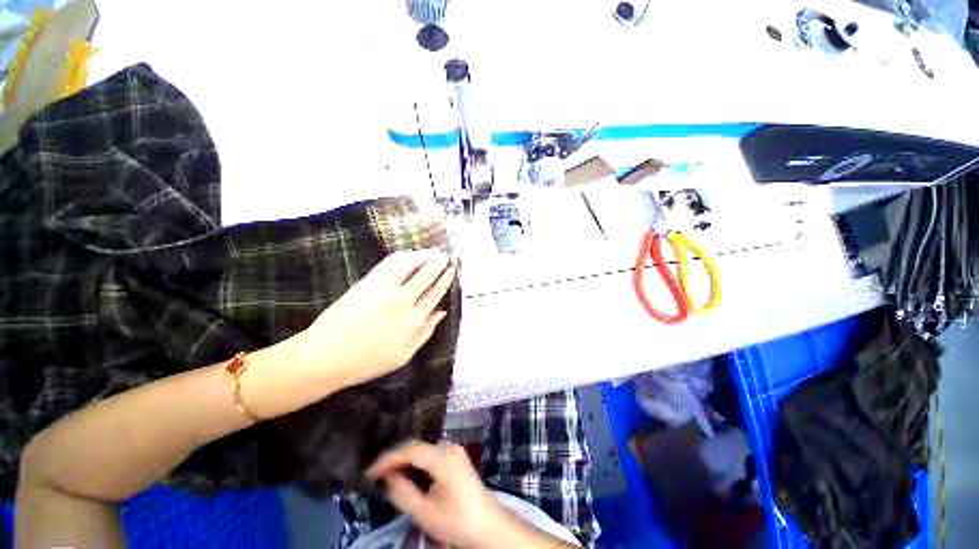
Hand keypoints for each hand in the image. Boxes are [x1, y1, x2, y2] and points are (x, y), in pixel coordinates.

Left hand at [296, 250, 456, 387]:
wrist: (327, 356)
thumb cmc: (368, 361)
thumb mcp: (404, 354)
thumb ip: (426, 332)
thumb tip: (442, 312)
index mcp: (414, 321)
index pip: (435, 293)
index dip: (445, 279)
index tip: (451, 269)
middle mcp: (402, 301)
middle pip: (426, 276)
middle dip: (438, 262)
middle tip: (445, 255)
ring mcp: (384, 290)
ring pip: (409, 265)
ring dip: (422, 255)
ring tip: (431, 252)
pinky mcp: (367, 282)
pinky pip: (389, 263)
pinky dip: (402, 256)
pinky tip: (409, 254)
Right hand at [367, 441, 504, 547]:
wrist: (487, 524)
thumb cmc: (457, 521)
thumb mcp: (426, 513)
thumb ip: (404, 494)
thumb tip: (387, 478)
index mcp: (443, 458)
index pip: (410, 450)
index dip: (387, 459)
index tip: (368, 472)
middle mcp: (448, 447)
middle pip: (416, 446)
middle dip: (393, 458)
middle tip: (374, 473)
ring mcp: (453, 450)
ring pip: (422, 448)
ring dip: (403, 459)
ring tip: (385, 473)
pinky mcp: (454, 456)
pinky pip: (429, 453)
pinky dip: (414, 461)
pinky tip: (405, 472)